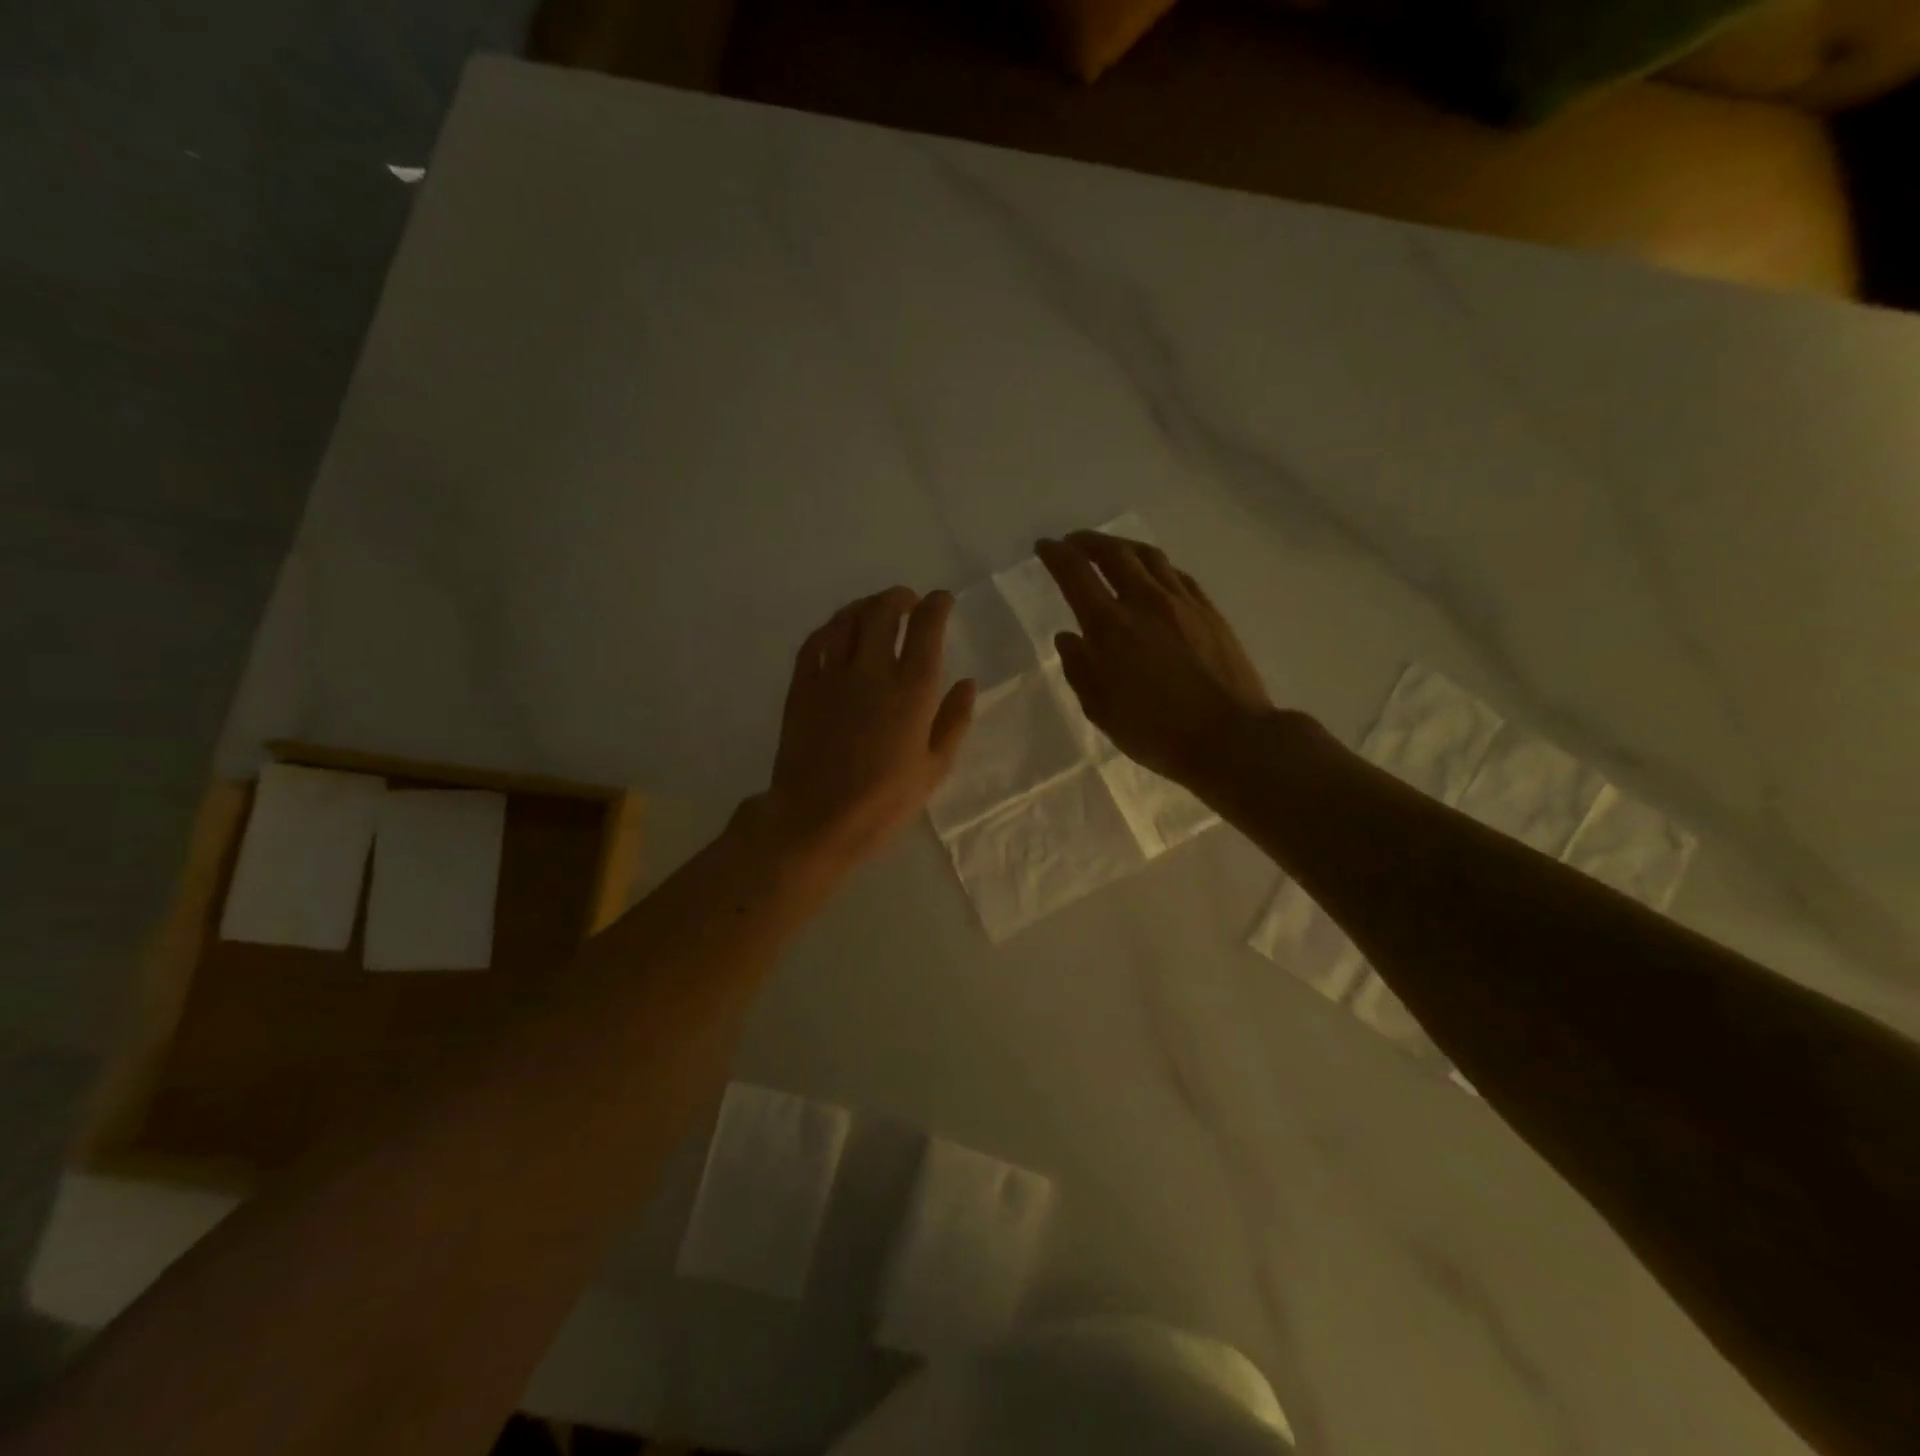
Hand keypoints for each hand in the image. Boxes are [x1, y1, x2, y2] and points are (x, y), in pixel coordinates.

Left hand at [766, 586, 976, 869]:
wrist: (815, 820)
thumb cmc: (883, 802)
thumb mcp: (934, 769)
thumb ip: (954, 720)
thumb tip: (967, 683)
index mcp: (912, 691)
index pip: (927, 628)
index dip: (937, 605)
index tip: (942, 600)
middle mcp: (872, 671)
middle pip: (883, 612)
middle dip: (900, 598)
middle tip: (909, 601)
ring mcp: (832, 676)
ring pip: (847, 620)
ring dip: (865, 606)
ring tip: (875, 609)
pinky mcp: (802, 687)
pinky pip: (815, 642)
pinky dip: (831, 628)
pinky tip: (838, 632)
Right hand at [1036, 532, 1273, 789]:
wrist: (1230, 737)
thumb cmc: (1156, 732)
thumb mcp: (1101, 710)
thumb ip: (1079, 668)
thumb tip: (1067, 636)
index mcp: (1110, 626)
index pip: (1075, 574)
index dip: (1056, 555)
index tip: (1044, 546)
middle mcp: (1144, 601)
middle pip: (1113, 553)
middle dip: (1087, 541)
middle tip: (1073, 542)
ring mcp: (1182, 602)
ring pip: (1148, 557)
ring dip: (1122, 546)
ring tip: (1111, 550)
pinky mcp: (1209, 611)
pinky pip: (1176, 574)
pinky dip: (1155, 566)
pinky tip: (1153, 574)